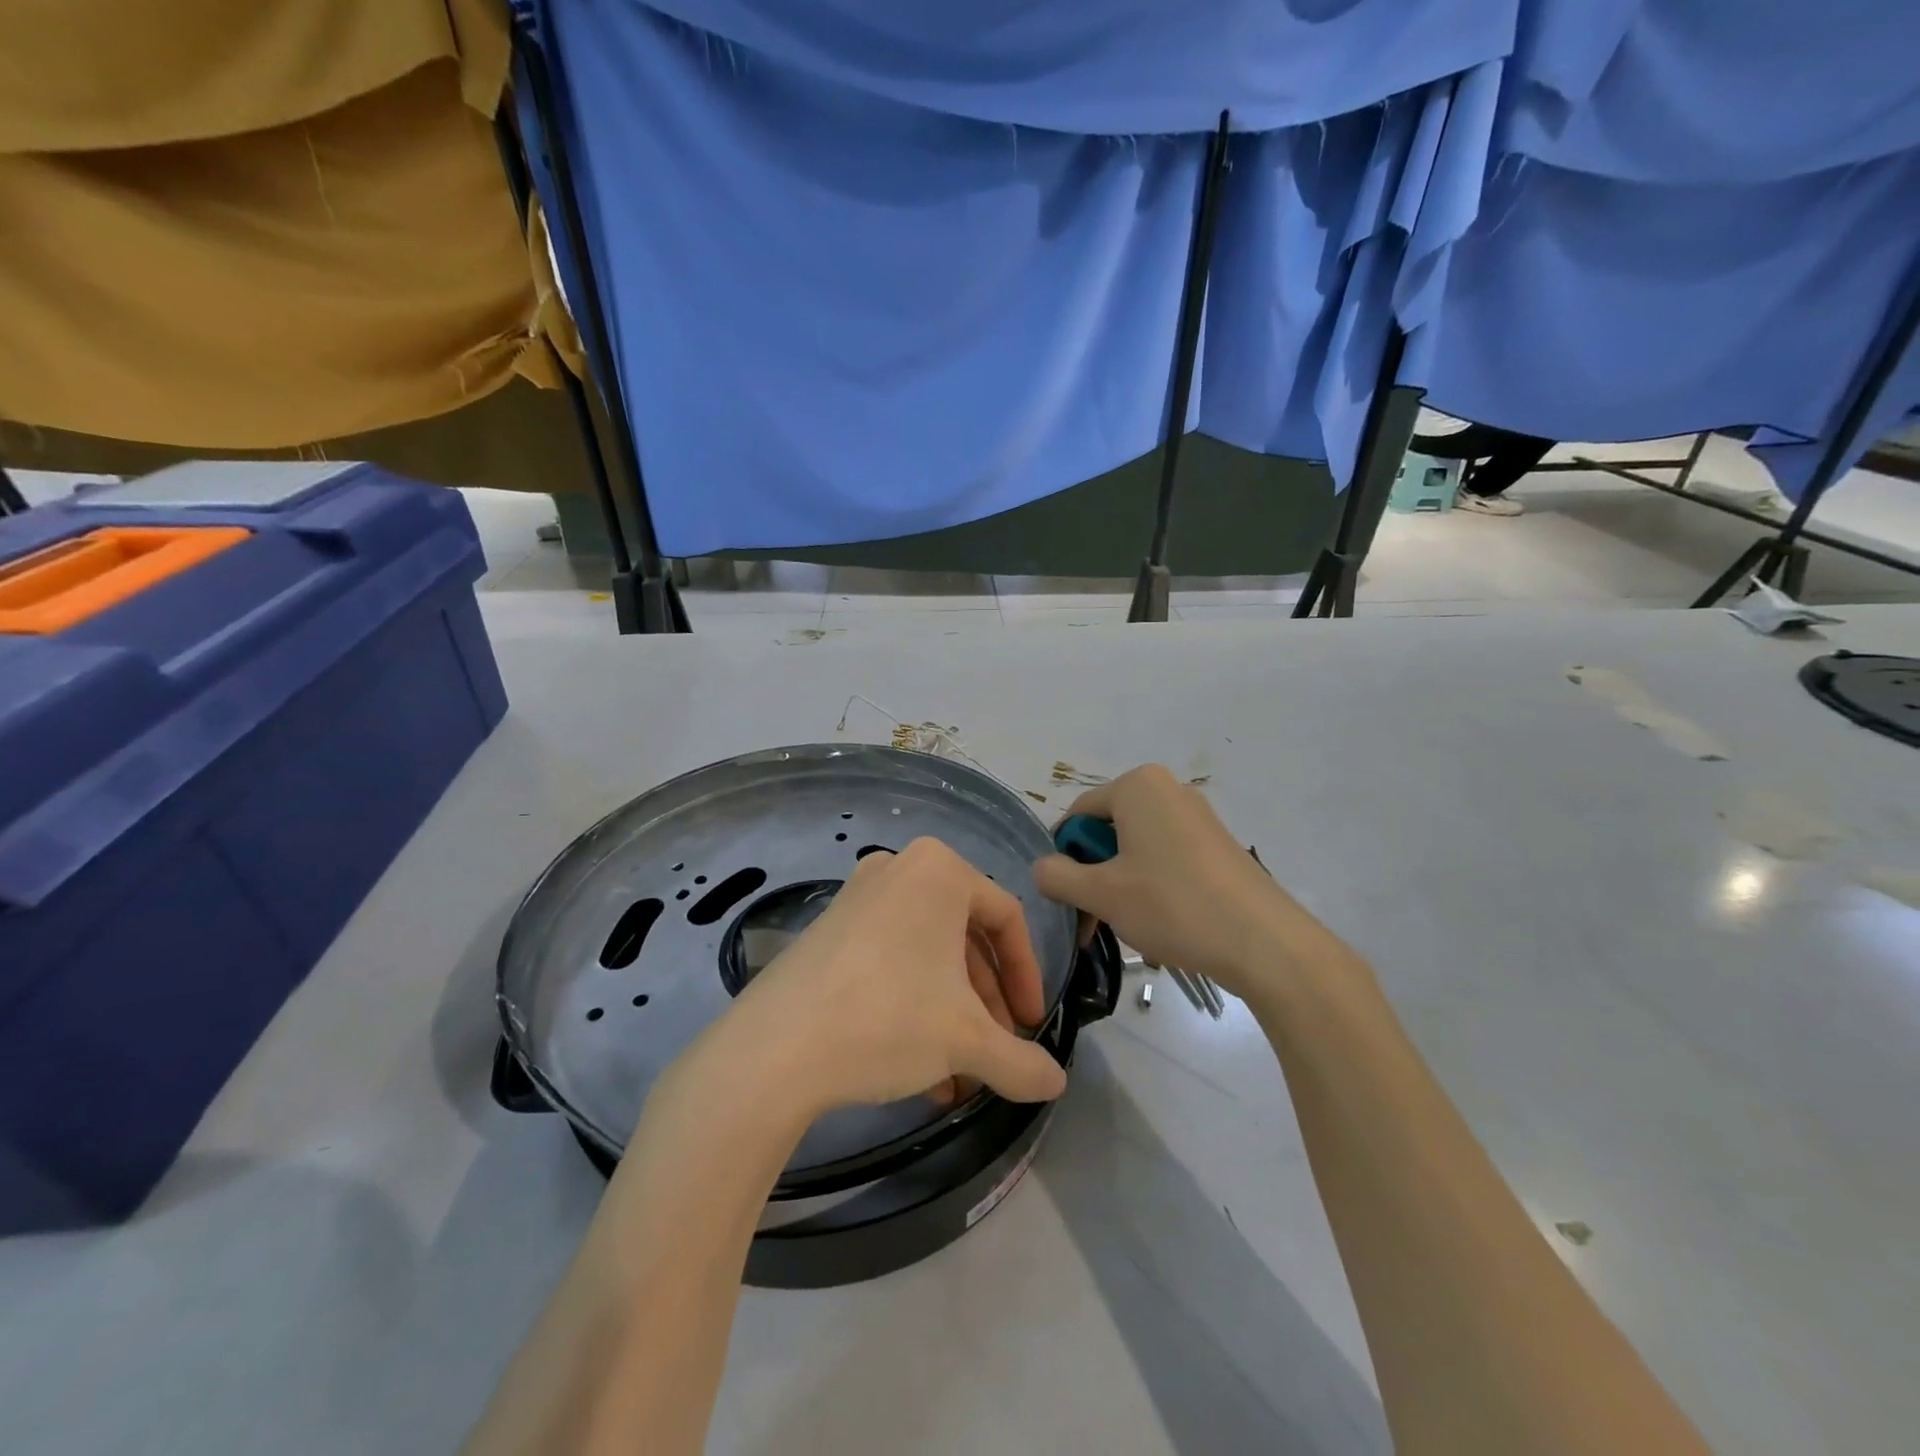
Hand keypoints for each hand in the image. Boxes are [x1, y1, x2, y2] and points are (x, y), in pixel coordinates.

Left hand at [701, 838, 1068, 1117]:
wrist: (774, 1050)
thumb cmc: (889, 1018)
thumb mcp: (967, 1041)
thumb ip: (1022, 1062)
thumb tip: (1056, 1084)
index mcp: (939, 870)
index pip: (1007, 919)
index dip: (1027, 978)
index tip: (1030, 1028)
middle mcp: (899, 869)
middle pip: (965, 940)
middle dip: (985, 1004)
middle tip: (996, 1054)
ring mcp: (858, 897)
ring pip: (928, 956)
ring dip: (952, 1015)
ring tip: (960, 1077)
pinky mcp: (828, 930)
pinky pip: (891, 961)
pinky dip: (914, 1007)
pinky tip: (920, 1070)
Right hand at [1032, 765, 1316, 997]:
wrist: (1265, 942)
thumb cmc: (1173, 905)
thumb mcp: (1101, 893)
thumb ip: (1057, 876)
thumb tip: (1041, 868)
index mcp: (1137, 785)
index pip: (1077, 815)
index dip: (1064, 857)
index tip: (1067, 899)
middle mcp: (1168, 790)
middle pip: (1108, 831)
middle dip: (1093, 876)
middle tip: (1092, 921)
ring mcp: (1197, 816)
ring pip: (1136, 849)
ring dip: (1119, 886)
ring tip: (1127, 927)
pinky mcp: (1218, 845)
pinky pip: (1166, 858)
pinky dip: (1151, 886)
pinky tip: (1160, 922)